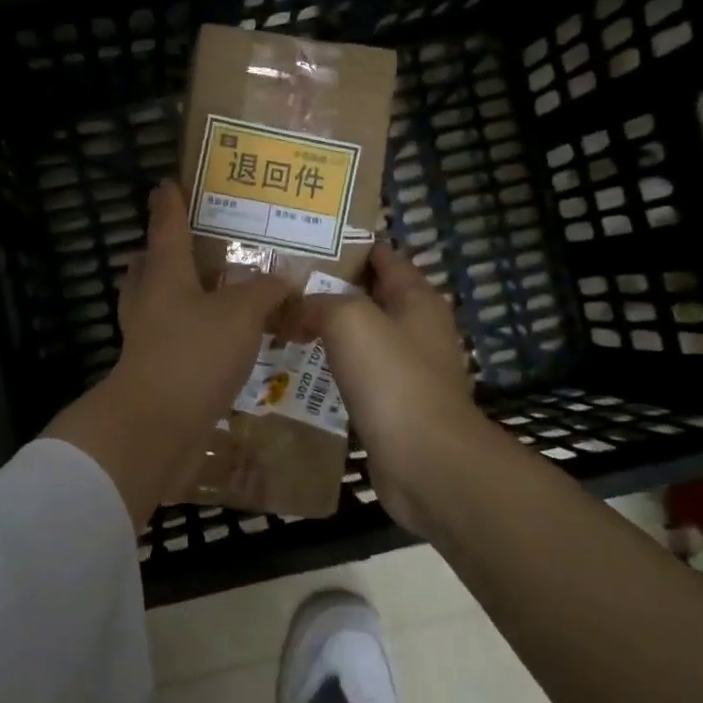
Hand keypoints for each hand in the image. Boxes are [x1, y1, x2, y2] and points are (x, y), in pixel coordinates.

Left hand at [46, 180, 287, 528]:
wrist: (156, 426)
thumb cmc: (194, 354)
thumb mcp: (241, 315)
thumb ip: (264, 292)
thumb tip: (284, 276)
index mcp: (164, 274)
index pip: (166, 227)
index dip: (169, 203)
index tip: (167, 183)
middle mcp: (148, 300)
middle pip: (150, 265)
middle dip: (164, 251)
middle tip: (192, 242)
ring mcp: (146, 337)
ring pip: (158, 303)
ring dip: (178, 293)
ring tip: (212, 291)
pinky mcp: (155, 369)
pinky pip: (172, 338)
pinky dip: (191, 331)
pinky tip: (219, 340)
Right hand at [305, 242, 484, 534]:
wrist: (425, 461)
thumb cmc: (392, 379)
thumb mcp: (350, 320)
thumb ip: (317, 302)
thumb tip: (291, 305)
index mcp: (416, 298)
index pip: (381, 255)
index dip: (346, 244)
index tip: (301, 240)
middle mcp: (416, 328)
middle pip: (368, 295)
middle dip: (327, 287)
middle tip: (278, 284)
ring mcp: (407, 368)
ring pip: (359, 336)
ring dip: (325, 330)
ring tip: (279, 322)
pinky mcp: (393, 404)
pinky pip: (356, 374)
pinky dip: (330, 367)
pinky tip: (297, 368)